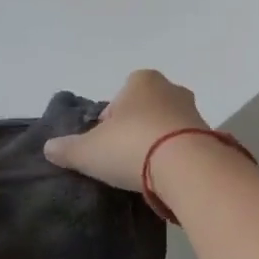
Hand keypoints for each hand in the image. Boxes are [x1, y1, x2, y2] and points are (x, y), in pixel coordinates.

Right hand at [44, 70, 209, 191]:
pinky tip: (165, 178)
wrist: (187, 167)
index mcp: (141, 80)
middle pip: (145, 110)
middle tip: (124, 158)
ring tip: (145, 172)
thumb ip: (67, 149)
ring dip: (157, 144)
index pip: (119, 97)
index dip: (109, 121)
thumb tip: (49, 148)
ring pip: (167, 126)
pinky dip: (175, 158)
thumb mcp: (88, 151)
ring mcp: (194, 112)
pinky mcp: (210, 136)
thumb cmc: (131, 146)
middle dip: (135, 130)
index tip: (105, 145)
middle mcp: (171, 89)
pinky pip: (185, 145)